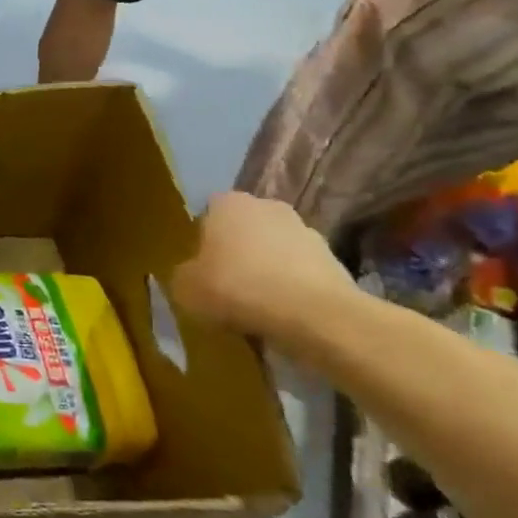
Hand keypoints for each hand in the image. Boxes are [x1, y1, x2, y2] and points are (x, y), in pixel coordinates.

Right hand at [171, 193, 357, 342]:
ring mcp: (305, 230)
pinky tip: (281, 312)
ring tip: (255, 304)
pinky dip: (290, 287)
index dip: (201, 240)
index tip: (199, 266)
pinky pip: (298, 272)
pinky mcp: (333, 259)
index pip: (207, 213)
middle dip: (235, 252)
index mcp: (228, 203)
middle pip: (243, 229)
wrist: (314, 314)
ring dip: (265, 269)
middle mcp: (267, 206)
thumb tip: (192, 275)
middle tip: (224, 283)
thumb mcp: (185, 287)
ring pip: (273, 249)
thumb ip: (184, 274)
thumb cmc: (236, 288)